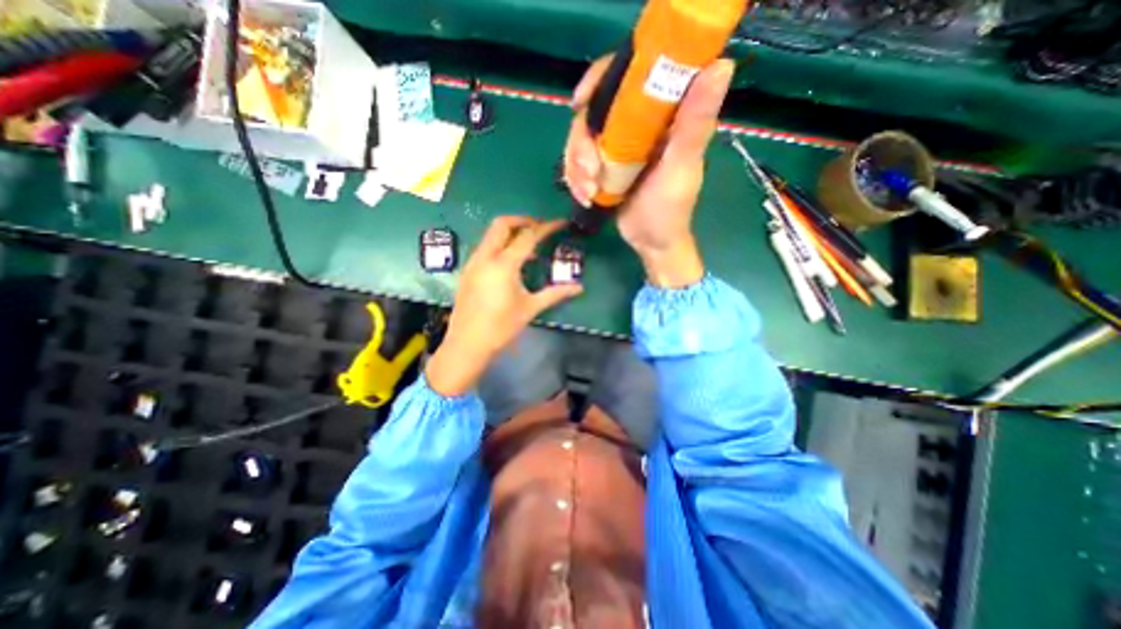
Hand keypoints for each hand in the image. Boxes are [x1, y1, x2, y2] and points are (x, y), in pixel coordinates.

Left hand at [425, 213, 581, 392]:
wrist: (467, 344)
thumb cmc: (501, 327)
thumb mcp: (530, 308)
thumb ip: (555, 293)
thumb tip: (579, 287)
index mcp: (504, 264)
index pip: (528, 236)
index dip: (546, 227)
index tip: (560, 223)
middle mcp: (485, 257)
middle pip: (502, 224)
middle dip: (523, 220)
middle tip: (540, 229)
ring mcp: (473, 263)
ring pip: (490, 234)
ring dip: (510, 232)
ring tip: (528, 247)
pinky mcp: (467, 271)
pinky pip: (485, 247)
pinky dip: (500, 245)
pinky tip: (510, 263)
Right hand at [559, 56, 737, 287]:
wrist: (651, 241)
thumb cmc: (669, 208)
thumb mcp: (680, 167)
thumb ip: (694, 123)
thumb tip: (722, 64)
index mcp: (662, 114)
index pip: (628, 75)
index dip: (599, 79)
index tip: (581, 102)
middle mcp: (637, 124)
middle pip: (594, 111)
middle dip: (582, 142)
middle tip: (588, 170)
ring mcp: (617, 146)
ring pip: (581, 138)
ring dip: (576, 166)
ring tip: (587, 192)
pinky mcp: (604, 165)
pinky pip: (578, 161)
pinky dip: (576, 178)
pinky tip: (585, 196)